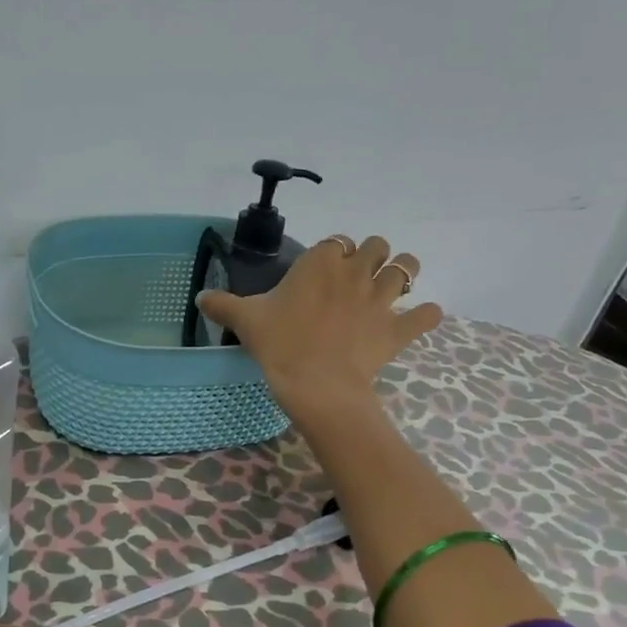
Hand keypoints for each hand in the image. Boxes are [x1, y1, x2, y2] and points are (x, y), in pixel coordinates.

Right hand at [197, 234, 441, 418]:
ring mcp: (381, 299)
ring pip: (407, 268)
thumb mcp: (246, 321)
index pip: (336, 242)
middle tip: (358, 276)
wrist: (315, 384)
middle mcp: (355, 272)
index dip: (334, 253)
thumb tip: (200, 298)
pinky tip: (419, 318)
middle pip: (377, 246)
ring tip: (393, 284)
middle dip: (371, 255)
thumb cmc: (279, 345)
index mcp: (321, 262)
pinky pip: (426, 315)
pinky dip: (425, 315)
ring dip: (403, 271)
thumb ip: (223, 305)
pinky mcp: (398, 328)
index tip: (325, 268)